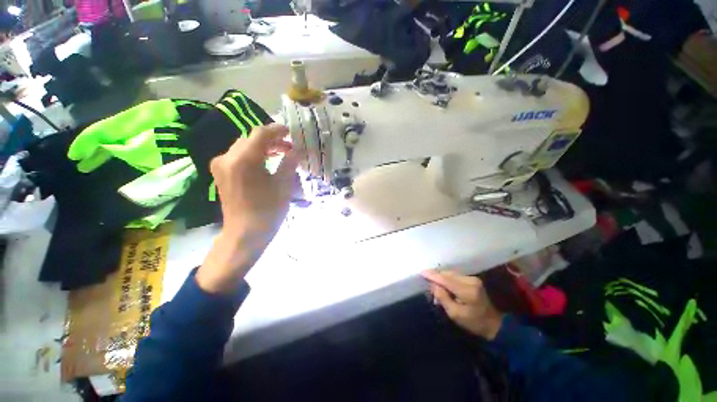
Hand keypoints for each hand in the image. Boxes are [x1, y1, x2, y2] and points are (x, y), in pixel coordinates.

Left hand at [197, 124, 299, 292]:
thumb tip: (297, 149)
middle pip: (251, 138)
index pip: (261, 134)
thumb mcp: (284, 185)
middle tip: (289, 147)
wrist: (245, 233)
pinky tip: (265, 162)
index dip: (278, 130)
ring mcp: (221, 165)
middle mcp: (227, 157)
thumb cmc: (268, 211)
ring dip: (263, 147)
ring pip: (244, 146)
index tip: (291, 132)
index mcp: (244, 160)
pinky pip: (238, 156)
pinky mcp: (220, 173)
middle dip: (272, 140)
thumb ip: (289, 163)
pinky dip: (253, 155)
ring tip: (280, 154)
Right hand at [422, 270, 503, 339]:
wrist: (495, 324)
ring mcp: (473, 279)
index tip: (422, 272)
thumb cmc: (474, 322)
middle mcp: (470, 281)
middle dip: (436, 276)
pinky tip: (444, 284)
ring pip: (451, 273)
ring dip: (442, 277)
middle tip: (428, 283)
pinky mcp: (473, 280)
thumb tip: (432, 284)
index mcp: (466, 290)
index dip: (432, 275)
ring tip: (435, 285)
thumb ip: (442, 297)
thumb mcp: (455, 314)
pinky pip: (456, 276)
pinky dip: (448, 278)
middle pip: (448, 274)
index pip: (445, 279)